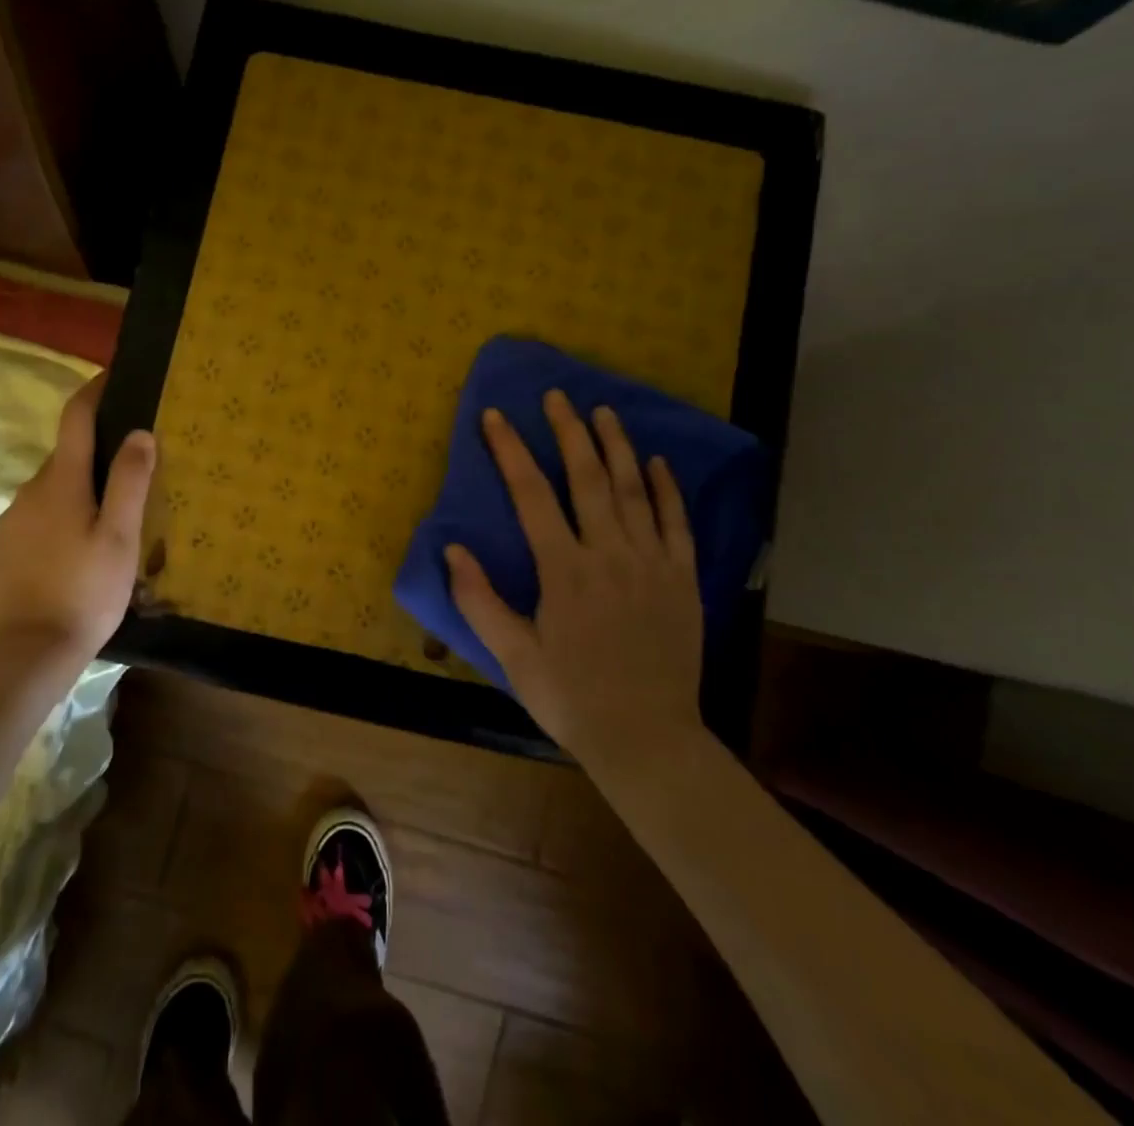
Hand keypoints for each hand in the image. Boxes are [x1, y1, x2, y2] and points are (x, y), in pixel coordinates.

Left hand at [0, 373, 153, 682]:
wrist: (28, 652)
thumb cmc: (85, 591)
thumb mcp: (120, 537)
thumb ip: (130, 481)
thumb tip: (139, 432)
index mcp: (61, 480)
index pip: (75, 416)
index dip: (95, 390)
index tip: (115, 375)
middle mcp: (31, 489)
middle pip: (68, 454)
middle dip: (98, 451)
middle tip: (136, 469)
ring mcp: (13, 518)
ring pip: (55, 487)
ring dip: (82, 489)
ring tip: (114, 517)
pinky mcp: (6, 545)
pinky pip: (41, 513)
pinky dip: (64, 514)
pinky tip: (82, 548)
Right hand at [445, 390, 703, 762]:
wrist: (647, 738)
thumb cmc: (571, 697)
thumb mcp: (513, 656)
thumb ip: (479, 600)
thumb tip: (451, 550)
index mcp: (564, 570)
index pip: (531, 495)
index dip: (510, 451)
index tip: (495, 417)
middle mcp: (609, 554)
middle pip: (587, 478)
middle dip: (568, 432)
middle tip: (557, 396)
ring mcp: (652, 564)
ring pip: (634, 490)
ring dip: (617, 446)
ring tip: (603, 411)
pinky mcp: (682, 579)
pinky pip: (676, 523)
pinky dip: (667, 489)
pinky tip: (658, 462)